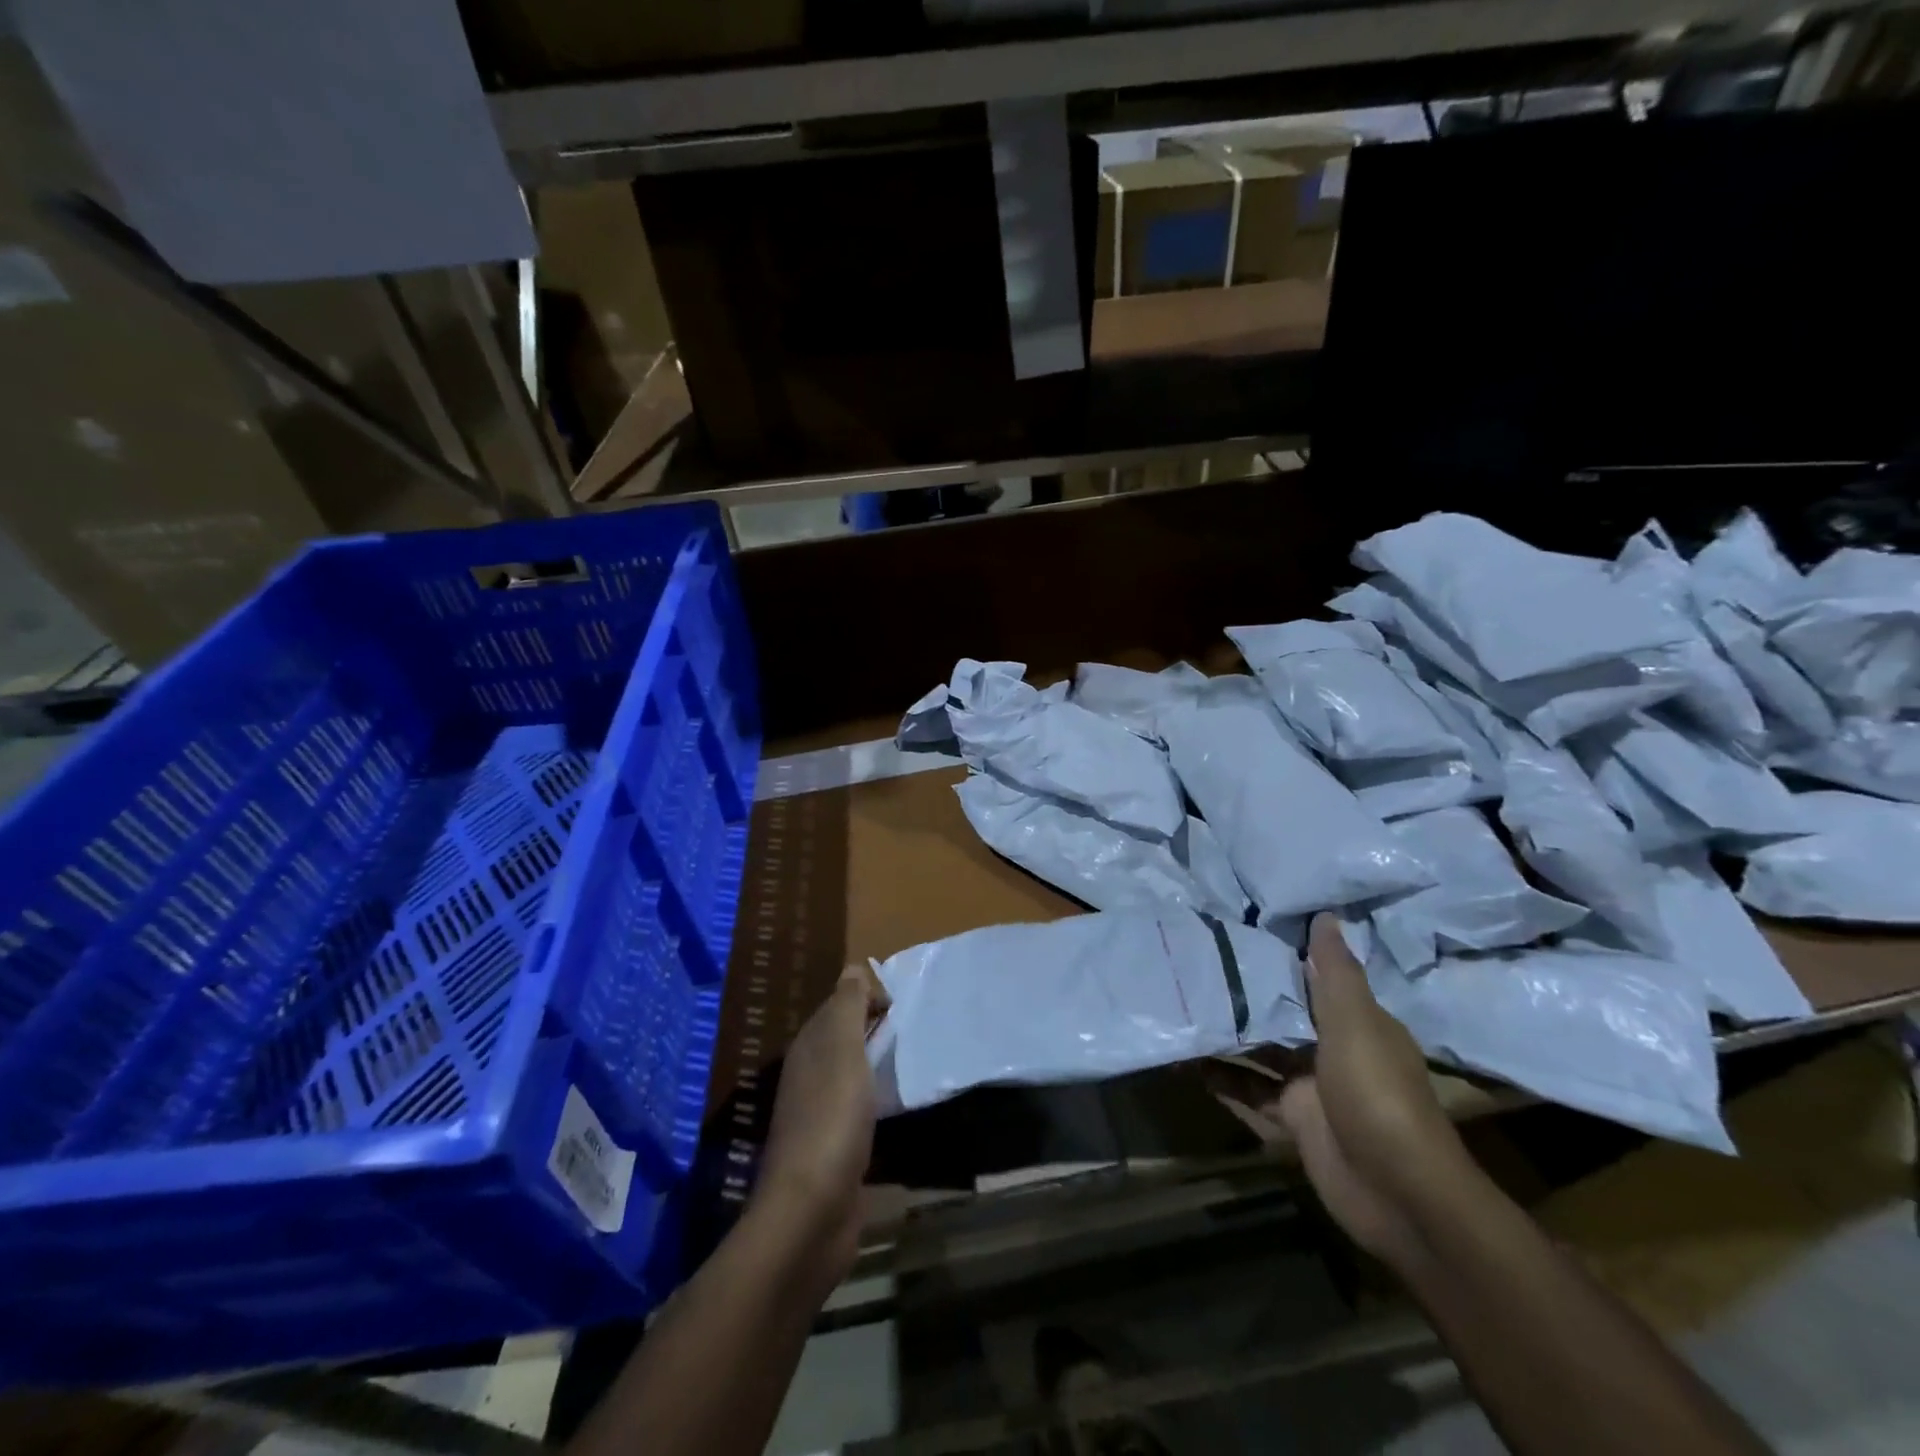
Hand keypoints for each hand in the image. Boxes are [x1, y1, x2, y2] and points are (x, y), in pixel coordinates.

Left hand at [752, 963, 889, 1284]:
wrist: (812, 1211)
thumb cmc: (831, 1118)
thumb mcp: (842, 1049)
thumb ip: (847, 1007)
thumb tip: (854, 967)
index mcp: (809, 1048)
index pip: (837, 1005)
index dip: (866, 996)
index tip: (900, 1004)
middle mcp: (810, 1075)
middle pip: (844, 1038)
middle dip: (874, 1027)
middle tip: (914, 1028)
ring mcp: (820, 1114)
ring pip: (852, 1072)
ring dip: (876, 1063)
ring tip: (912, 1059)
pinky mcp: (835, 1149)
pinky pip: (859, 1107)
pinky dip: (877, 1097)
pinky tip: (897, 1104)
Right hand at [1210, 915, 1472, 1265]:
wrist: (1397, 1193)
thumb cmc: (1376, 1094)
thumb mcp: (1356, 1024)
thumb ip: (1336, 972)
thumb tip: (1326, 915)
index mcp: (1356, 1022)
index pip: (1314, 978)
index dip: (1281, 954)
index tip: (1239, 926)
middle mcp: (1333, 1048)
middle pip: (1283, 1012)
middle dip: (1247, 991)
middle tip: (1196, 959)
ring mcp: (1311, 1086)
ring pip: (1262, 1049)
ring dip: (1230, 1032)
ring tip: (1183, 1001)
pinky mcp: (1292, 1118)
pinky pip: (1251, 1088)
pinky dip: (1223, 1076)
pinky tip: (1186, 1060)